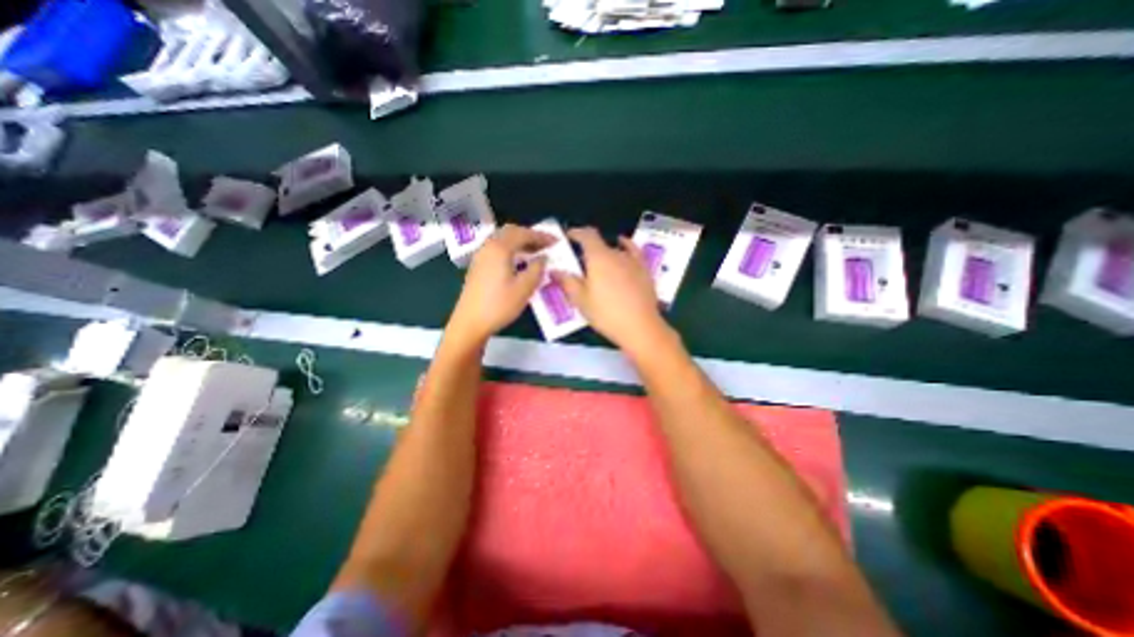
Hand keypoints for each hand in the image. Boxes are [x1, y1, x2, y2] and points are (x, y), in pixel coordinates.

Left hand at [444, 223, 556, 347]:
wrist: (470, 322)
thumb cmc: (499, 305)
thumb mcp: (524, 288)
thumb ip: (537, 269)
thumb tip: (543, 257)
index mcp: (500, 248)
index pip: (523, 234)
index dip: (541, 236)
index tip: (556, 241)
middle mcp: (488, 247)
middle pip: (510, 232)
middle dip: (530, 235)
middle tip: (545, 245)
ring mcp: (481, 256)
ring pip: (502, 239)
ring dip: (520, 242)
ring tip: (535, 253)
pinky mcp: (478, 266)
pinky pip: (497, 249)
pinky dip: (511, 249)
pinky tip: (518, 262)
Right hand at [553, 227, 665, 357]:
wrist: (639, 327)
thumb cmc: (606, 314)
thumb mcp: (581, 300)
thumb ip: (567, 282)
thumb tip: (556, 270)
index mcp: (598, 258)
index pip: (587, 235)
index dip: (577, 232)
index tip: (568, 236)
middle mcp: (616, 254)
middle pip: (600, 244)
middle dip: (587, 249)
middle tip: (578, 263)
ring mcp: (632, 261)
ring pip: (614, 251)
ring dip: (603, 253)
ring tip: (597, 265)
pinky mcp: (644, 270)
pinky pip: (633, 252)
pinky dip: (626, 246)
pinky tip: (623, 245)